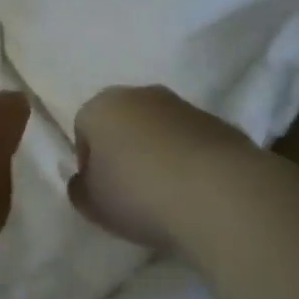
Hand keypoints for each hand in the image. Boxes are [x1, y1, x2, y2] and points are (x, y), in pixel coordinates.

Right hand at [69, 85, 252, 249]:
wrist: (217, 191)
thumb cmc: (139, 193)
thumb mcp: (92, 204)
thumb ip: (80, 189)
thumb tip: (85, 181)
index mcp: (102, 105)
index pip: (84, 128)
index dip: (88, 162)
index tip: (101, 192)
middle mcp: (140, 94)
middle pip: (123, 122)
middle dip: (124, 150)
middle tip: (130, 191)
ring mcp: (182, 105)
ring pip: (159, 128)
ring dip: (158, 152)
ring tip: (167, 194)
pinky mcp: (217, 121)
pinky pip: (191, 141)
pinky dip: (189, 159)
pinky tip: (195, 190)